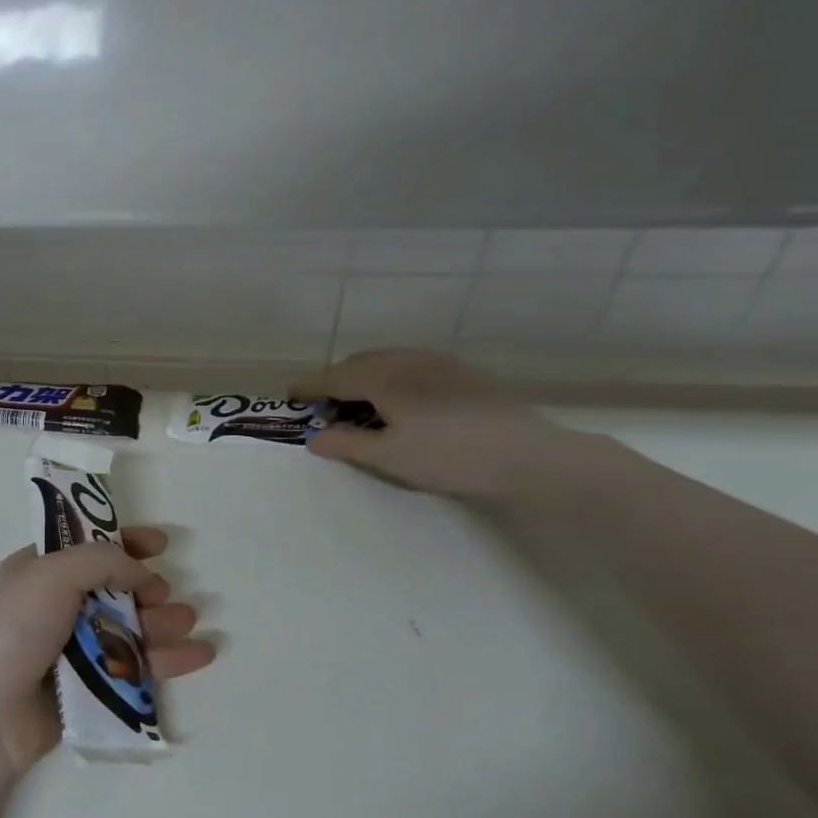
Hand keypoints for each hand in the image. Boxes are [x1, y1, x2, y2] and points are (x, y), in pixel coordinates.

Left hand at [0, 527, 214, 775]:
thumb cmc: (12, 631)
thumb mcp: (50, 574)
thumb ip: (101, 561)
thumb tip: (141, 571)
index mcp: (38, 572)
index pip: (86, 548)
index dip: (123, 542)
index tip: (161, 543)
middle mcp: (55, 608)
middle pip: (114, 590)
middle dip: (147, 589)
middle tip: (166, 596)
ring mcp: (71, 652)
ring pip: (129, 630)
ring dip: (161, 623)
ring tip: (187, 623)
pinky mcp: (88, 691)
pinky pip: (134, 669)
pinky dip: (167, 661)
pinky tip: (199, 655)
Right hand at [299, 350, 577, 500]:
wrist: (528, 454)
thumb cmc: (449, 456)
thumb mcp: (388, 457)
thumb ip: (346, 444)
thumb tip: (313, 438)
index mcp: (384, 377)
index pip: (334, 376)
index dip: (309, 386)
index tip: (289, 396)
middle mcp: (407, 360)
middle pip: (359, 363)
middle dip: (335, 380)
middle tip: (323, 406)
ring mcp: (438, 364)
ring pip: (387, 361)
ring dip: (364, 378)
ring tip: (358, 405)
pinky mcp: (462, 374)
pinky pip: (411, 367)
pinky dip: (391, 379)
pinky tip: (400, 403)